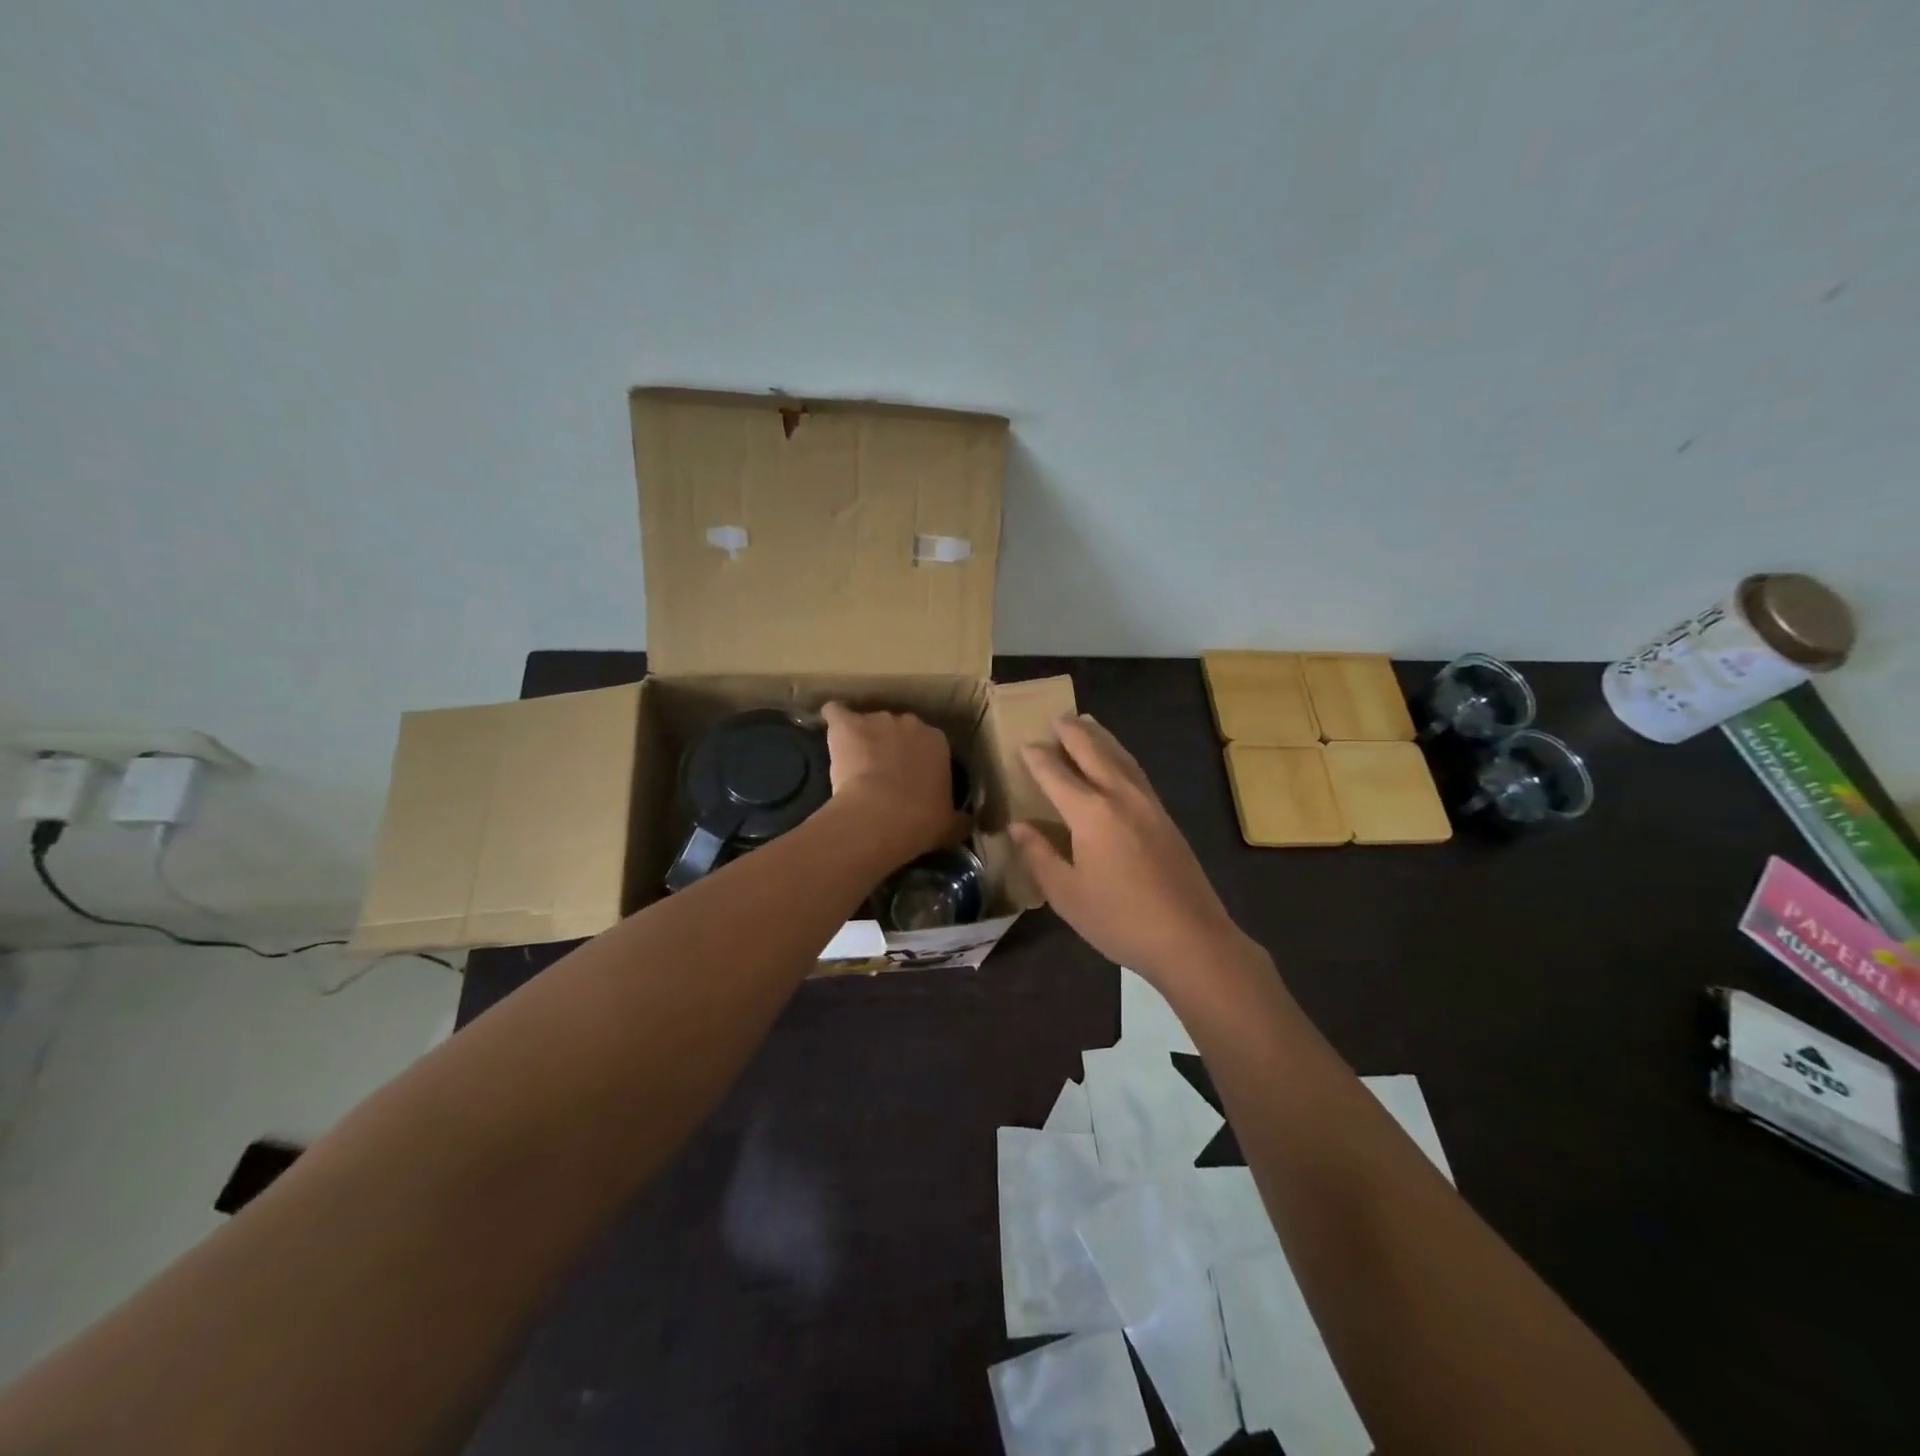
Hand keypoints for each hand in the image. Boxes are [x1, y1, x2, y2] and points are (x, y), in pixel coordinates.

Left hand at [820, 702, 959, 863]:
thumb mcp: (950, 826)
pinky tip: (830, 732)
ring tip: (853, 762)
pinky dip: (833, 720)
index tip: (912, 779)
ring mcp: (877, 720)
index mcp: (938, 742)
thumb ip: (959, 820)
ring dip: (863, 737)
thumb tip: (967, 823)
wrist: (879, 816)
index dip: (919, 759)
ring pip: (869, 722)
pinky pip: (836, 713)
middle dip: (892, 745)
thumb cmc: (920, 821)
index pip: (930, 743)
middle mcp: (911, 723)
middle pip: (900, 728)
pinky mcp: (846, 724)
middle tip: (883, 772)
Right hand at [1011, 714, 1241, 983]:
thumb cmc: (1119, 919)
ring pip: (1120, 757)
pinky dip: (1120, 756)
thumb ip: (1040, 855)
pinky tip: (1118, 761)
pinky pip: (1136, 772)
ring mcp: (1148, 804)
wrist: (1190, 937)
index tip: (1024, 745)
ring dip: (1100, 737)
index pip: (1056, 775)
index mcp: (1091, 813)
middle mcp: (1120, 797)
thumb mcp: (1067, 894)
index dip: (1037, 759)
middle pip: (1093, 752)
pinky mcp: (1165, 817)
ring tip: (1086, 722)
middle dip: (1072, 733)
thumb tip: (1018, 826)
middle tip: (1057, 716)